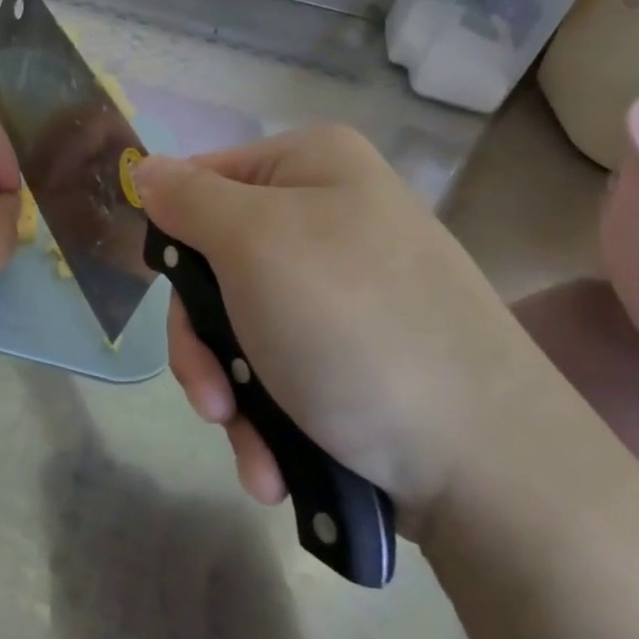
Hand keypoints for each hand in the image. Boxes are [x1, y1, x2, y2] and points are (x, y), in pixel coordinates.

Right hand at [133, 125, 548, 532]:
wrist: (493, 472)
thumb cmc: (353, 329)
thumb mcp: (252, 245)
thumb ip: (187, 199)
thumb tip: (145, 168)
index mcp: (313, 166)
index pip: (199, 181)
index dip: (174, 240)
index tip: (171, 296)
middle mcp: (332, 216)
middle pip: (214, 264)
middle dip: (201, 341)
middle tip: (211, 398)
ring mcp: (346, 289)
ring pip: (239, 325)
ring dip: (228, 390)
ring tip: (250, 447)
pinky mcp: (356, 352)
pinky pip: (279, 365)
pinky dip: (265, 415)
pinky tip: (273, 462)